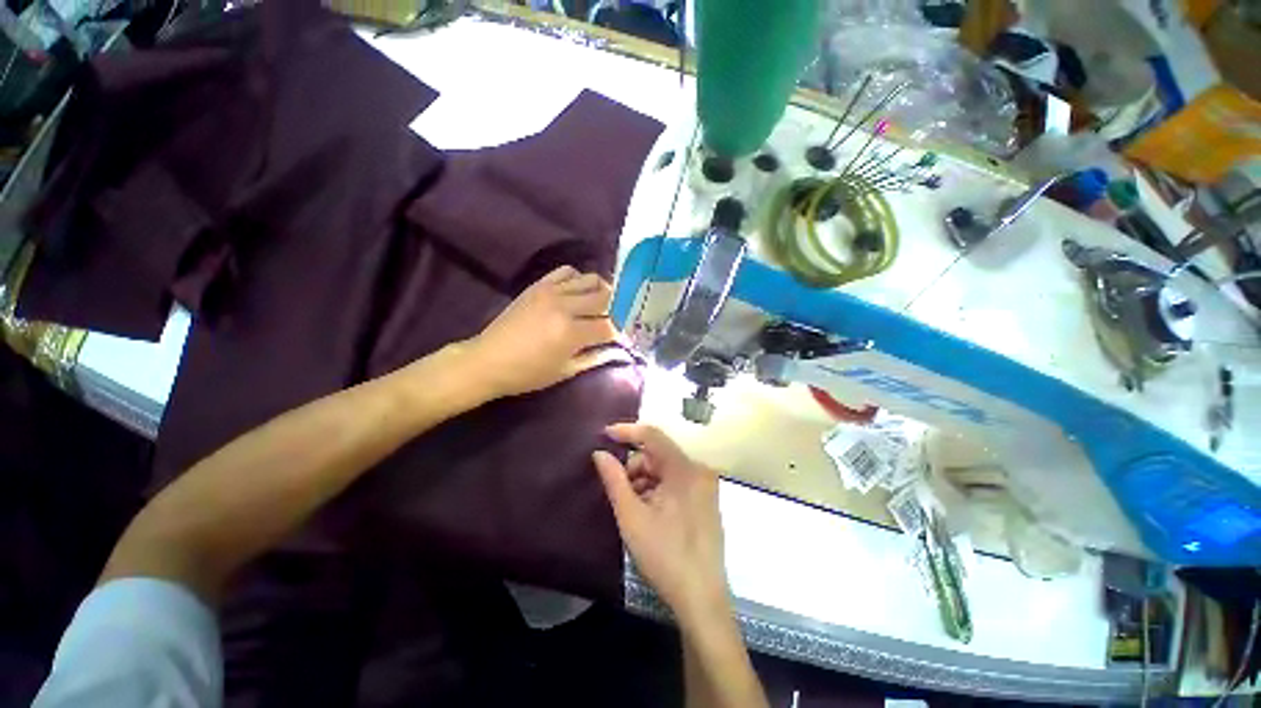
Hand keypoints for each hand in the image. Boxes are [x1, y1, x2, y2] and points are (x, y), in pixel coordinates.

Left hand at [467, 266, 618, 398]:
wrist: (488, 360)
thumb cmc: (528, 373)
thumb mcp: (566, 371)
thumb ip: (595, 357)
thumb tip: (617, 348)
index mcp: (572, 333)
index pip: (609, 326)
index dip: (620, 332)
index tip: (623, 337)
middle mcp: (565, 307)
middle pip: (605, 298)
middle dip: (617, 309)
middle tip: (618, 318)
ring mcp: (551, 292)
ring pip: (590, 280)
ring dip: (601, 291)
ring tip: (601, 305)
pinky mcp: (539, 285)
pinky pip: (567, 271)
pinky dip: (579, 279)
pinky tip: (578, 292)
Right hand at [592, 424, 727, 620]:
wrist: (701, 599)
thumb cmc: (664, 556)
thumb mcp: (631, 516)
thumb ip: (614, 479)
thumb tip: (600, 453)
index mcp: (685, 469)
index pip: (652, 435)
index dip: (626, 431)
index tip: (603, 434)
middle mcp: (699, 470)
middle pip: (658, 454)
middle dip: (635, 467)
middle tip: (621, 492)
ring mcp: (705, 485)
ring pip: (666, 468)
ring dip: (645, 480)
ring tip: (634, 508)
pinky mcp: (706, 498)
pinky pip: (676, 481)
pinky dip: (658, 489)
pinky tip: (649, 512)